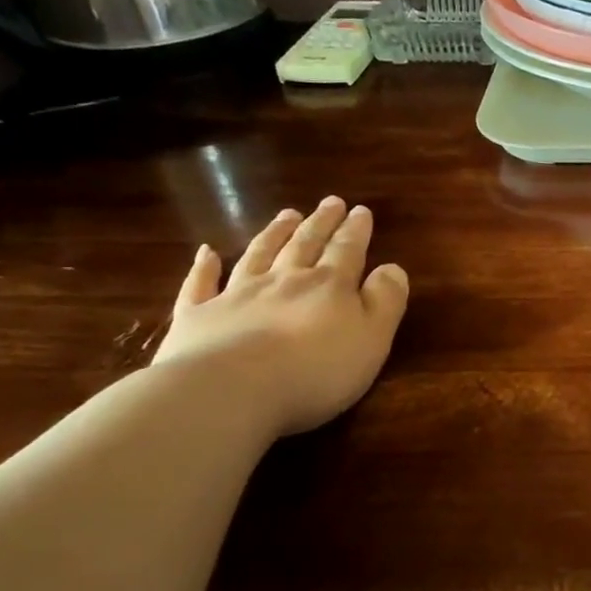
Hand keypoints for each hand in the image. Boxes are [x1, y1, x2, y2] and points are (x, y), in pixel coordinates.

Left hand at [153, 198, 409, 435]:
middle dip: (321, 223)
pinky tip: (207, 253)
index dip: (355, 231)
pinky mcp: (197, 317)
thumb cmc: (316, 369)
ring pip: (259, 255)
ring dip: (274, 234)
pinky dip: (204, 267)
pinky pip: (201, 285)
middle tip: (330, 201)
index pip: (347, 251)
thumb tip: (392, 268)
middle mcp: (283, 281)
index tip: (360, 210)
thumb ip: (385, 301)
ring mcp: (236, 296)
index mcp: (328, 286)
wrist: (232, 389)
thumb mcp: (372, 338)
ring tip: (287, 215)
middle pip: (304, 245)